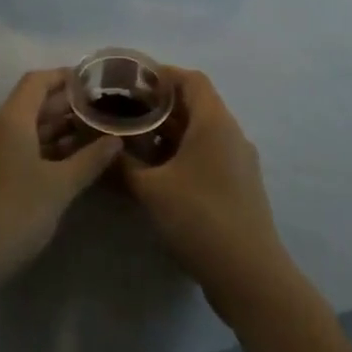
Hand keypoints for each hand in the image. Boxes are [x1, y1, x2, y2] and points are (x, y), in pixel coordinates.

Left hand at [0, 70, 121, 287]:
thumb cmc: (13, 214)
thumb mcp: (59, 188)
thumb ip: (89, 160)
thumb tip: (115, 140)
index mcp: (10, 120)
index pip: (37, 81)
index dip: (64, 77)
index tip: (92, 83)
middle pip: (29, 104)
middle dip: (64, 106)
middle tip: (98, 113)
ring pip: (21, 129)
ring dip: (52, 130)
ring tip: (87, 138)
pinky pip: (12, 149)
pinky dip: (37, 149)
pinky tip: (59, 167)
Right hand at [118, 70, 292, 321]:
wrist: (250, 276)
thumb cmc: (200, 218)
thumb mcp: (151, 189)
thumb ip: (123, 164)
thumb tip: (102, 148)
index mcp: (214, 122)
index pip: (190, 79)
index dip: (161, 75)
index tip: (131, 82)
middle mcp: (231, 135)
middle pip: (195, 106)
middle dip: (159, 108)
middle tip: (124, 113)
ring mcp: (238, 163)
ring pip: (200, 134)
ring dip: (168, 135)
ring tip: (133, 144)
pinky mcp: (238, 188)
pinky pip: (207, 157)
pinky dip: (181, 156)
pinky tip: (156, 175)